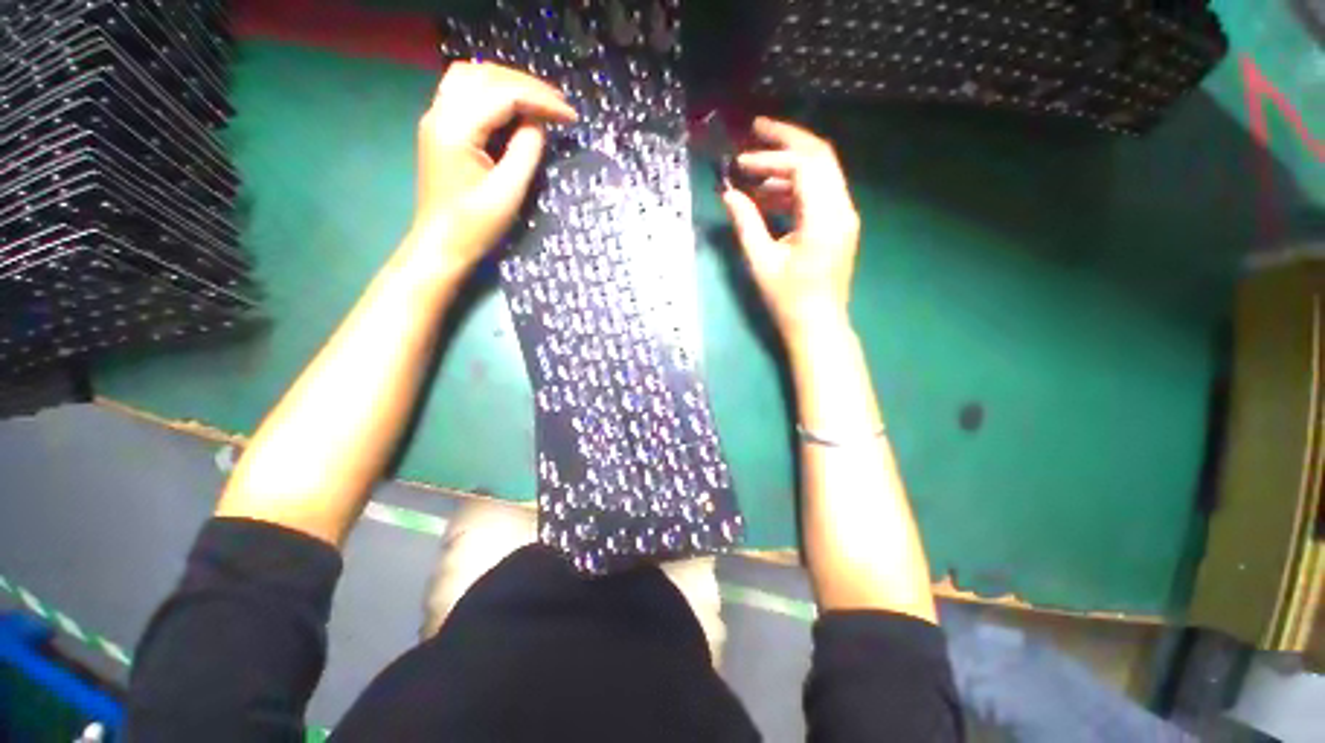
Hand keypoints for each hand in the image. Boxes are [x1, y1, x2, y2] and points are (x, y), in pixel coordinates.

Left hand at [412, 62, 577, 268]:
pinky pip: (466, 92)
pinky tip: (513, 107)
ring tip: (539, 102)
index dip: (541, 100)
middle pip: (486, 75)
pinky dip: (493, 91)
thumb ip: (526, 151)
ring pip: (473, 77)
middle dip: (527, 85)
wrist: (440, 244)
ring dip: (509, 83)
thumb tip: (539, 122)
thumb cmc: (475, 226)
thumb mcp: (508, 192)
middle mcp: (440, 111)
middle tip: (560, 105)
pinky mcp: (440, 128)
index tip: (570, 116)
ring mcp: (437, 117)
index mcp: (456, 127)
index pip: (503, 93)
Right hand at [722, 117, 860, 343]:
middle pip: (820, 157)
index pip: (804, 167)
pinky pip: (818, 194)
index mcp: (825, 218)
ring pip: (820, 174)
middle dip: (786, 141)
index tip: (741, 162)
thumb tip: (728, 193)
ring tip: (752, 177)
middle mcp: (842, 209)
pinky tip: (768, 197)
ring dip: (787, 169)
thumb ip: (746, 223)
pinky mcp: (838, 226)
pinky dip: (794, 189)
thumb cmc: (789, 300)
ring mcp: (843, 217)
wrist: (818, 326)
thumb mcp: (762, 262)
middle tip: (755, 132)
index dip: (771, 158)